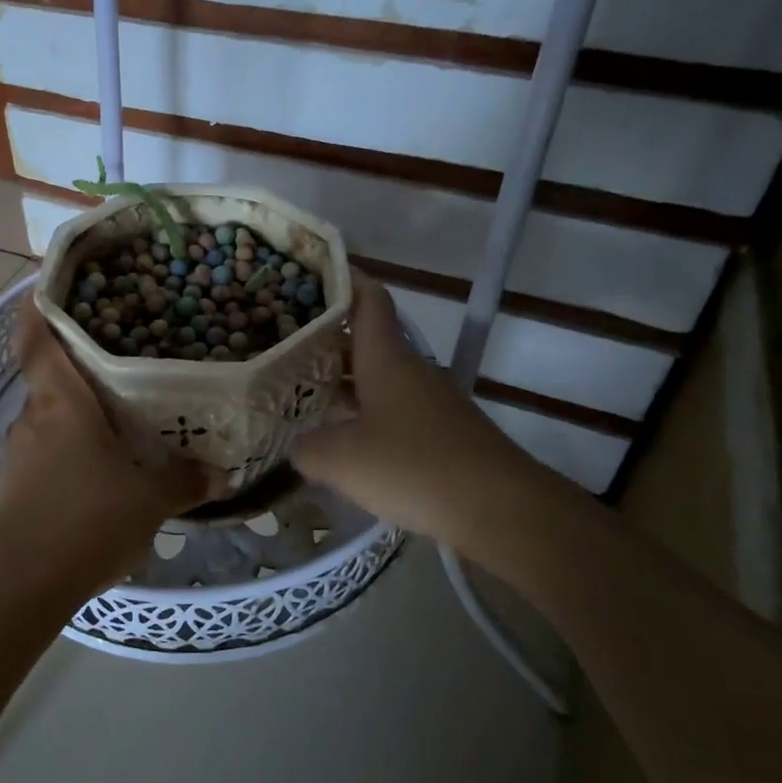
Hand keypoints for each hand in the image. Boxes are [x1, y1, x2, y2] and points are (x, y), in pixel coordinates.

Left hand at [0, 303, 220, 594]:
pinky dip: (67, 449)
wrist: (24, 584)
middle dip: (77, 367)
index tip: (47, 288)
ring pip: (48, 417)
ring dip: (75, 414)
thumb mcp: (149, 500)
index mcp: (61, 404)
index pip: (36, 340)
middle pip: (48, 378)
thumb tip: (218, 472)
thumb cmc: (87, 521)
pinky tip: (97, 470)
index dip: (36, 309)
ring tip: (114, 418)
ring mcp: (19, 453)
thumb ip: (183, 480)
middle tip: (117, 360)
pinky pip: (44, 452)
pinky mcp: (14, 486)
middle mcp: (33, 418)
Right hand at [293, 275, 540, 560]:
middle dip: (325, 340)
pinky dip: (364, 414)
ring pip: (377, 379)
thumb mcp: (339, 459)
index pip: (368, 299)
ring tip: (301, 393)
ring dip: (343, 382)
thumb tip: (299, 446)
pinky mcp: (442, 432)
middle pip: (365, 341)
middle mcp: (410, 369)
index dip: (343, 280)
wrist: (500, 508)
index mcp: (386, 358)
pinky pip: (393, 410)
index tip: (311, 273)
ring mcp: (430, 401)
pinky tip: (342, 440)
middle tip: (282, 346)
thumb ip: (306, 447)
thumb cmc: (412, 466)